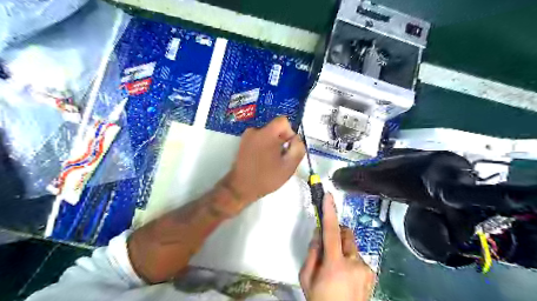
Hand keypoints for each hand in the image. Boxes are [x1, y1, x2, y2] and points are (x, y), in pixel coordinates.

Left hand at [225, 115, 302, 203]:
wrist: (240, 188)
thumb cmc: (266, 178)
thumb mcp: (289, 166)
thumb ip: (298, 149)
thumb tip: (296, 139)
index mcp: (266, 134)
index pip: (283, 121)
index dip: (289, 133)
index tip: (288, 147)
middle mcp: (255, 130)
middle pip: (275, 128)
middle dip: (281, 140)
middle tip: (281, 158)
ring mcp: (247, 136)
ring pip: (267, 134)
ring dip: (273, 145)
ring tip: (271, 161)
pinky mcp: (242, 143)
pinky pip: (259, 139)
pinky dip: (264, 147)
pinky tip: (263, 161)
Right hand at [298, 193, 376, 300]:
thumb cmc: (320, 299)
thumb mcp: (307, 277)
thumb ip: (312, 252)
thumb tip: (318, 233)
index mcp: (336, 265)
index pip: (332, 232)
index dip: (330, 212)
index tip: (328, 196)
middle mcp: (355, 263)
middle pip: (346, 234)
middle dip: (337, 234)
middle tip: (328, 248)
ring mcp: (366, 269)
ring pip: (352, 247)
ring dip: (343, 250)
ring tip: (337, 269)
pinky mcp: (371, 274)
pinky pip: (358, 258)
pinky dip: (350, 260)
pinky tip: (346, 277)